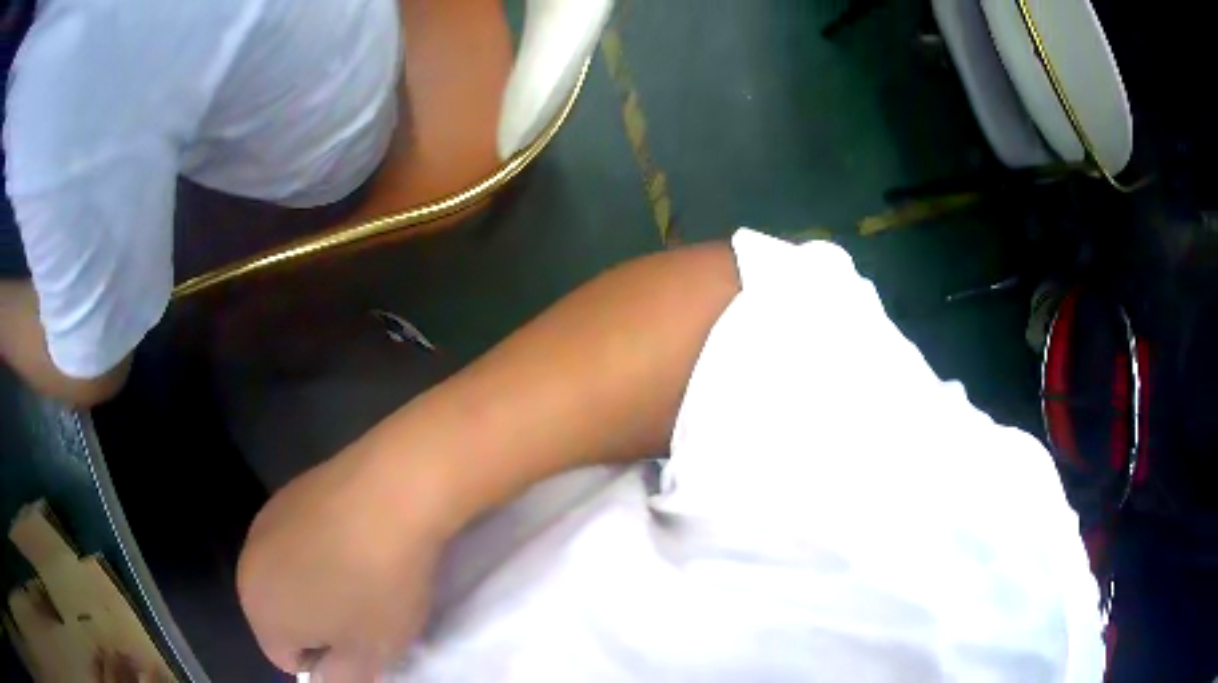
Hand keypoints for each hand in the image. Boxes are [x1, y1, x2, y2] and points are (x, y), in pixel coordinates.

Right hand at [237, 442, 452, 681]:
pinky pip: (299, 542)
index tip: (358, 645)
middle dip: (318, 626)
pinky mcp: (287, 493)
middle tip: (361, 614)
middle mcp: (248, 565)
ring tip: (360, 576)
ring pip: (289, 577)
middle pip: (282, 616)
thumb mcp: (368, 653)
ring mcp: (264, 523)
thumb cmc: (377, 584)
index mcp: (259, 610)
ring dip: (317, 587)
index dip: (326, 662)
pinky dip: (319, 550)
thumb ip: (342, 678)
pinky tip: (354, 540)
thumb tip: (328, 677)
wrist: (391, 491)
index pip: (287, 659)